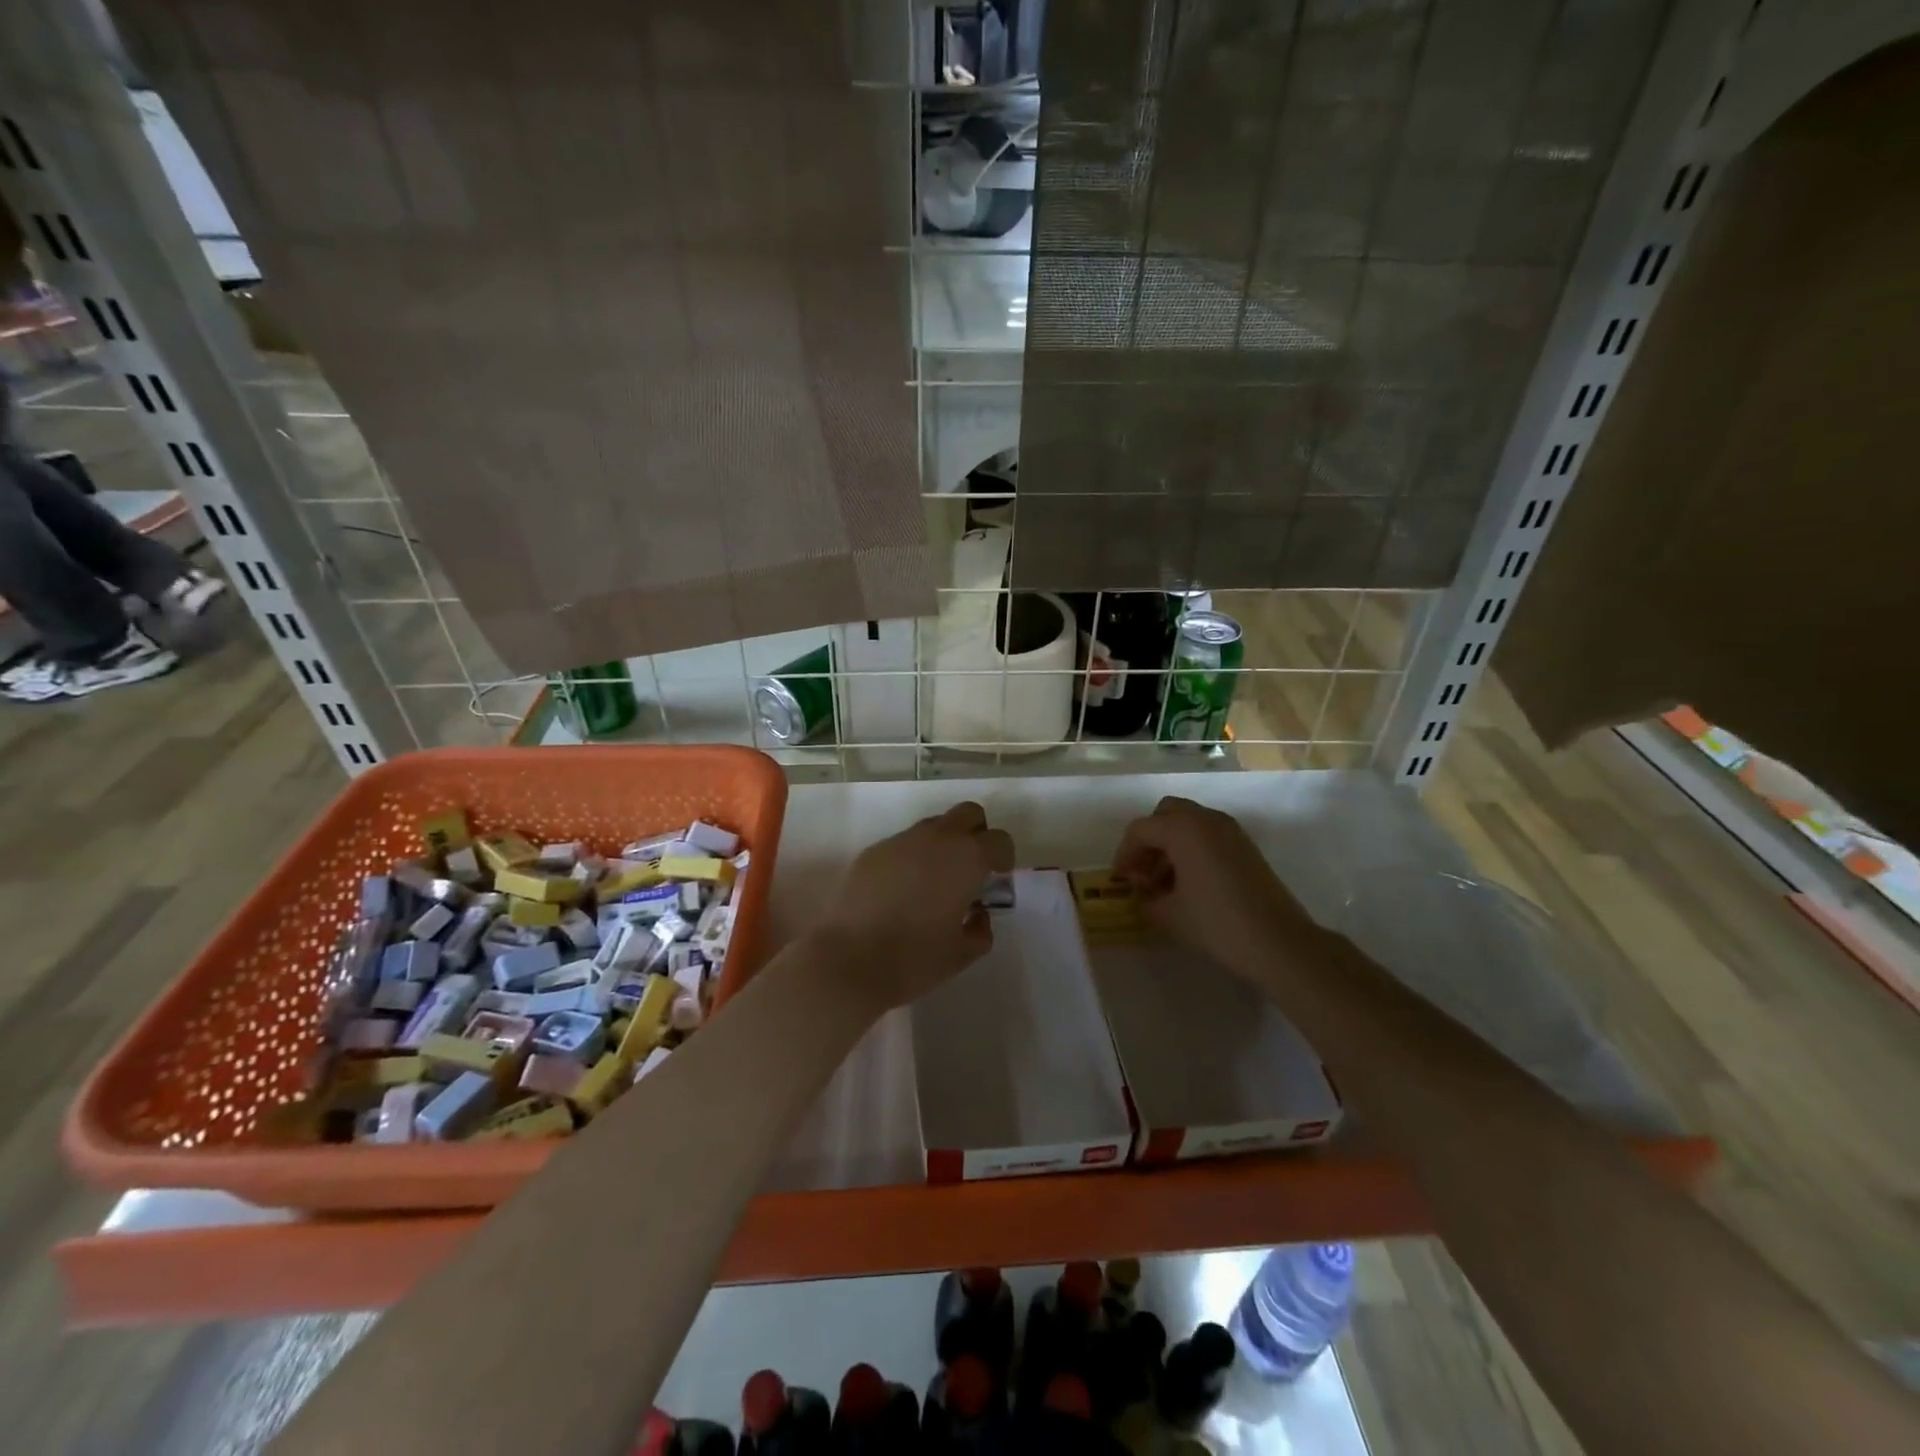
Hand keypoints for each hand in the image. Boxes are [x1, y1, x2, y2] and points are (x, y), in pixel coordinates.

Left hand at [817, 801, 1014, 1010]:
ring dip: (942, 844)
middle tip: (971, 868)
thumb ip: (981, 930)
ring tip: (933, 882)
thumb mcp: (962, 954)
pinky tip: (901, 891)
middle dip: (976, 834)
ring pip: (933, 826)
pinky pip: (903, 844)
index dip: (1003, 857)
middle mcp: (936, 838)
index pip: (999, 840)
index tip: (997, 878)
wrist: (848, 960)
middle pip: (968, 814)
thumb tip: (977, 913)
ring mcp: (900, 841)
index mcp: (966, 859)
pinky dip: (911, 858)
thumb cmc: (914, 959)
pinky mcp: (873, 851)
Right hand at [1112, 797, 1324, 980]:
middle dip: (1149, 840)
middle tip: (1142, 872)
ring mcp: (1231, 831)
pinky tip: (1190, 885)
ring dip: (1171, 845)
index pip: (1141, 830)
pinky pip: (1209, 836)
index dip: (1124, 854)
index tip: (1120, 881)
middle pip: (1166, 814)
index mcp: (1183, 828)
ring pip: (1189, 824)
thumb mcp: (1168, 916)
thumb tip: (1143, 896)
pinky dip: (1192, 850)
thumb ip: (1146, 900)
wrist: (1279, 943)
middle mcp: (1207, 819)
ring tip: (1164, 884)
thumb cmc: (1216, 923)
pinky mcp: (1246, 847)